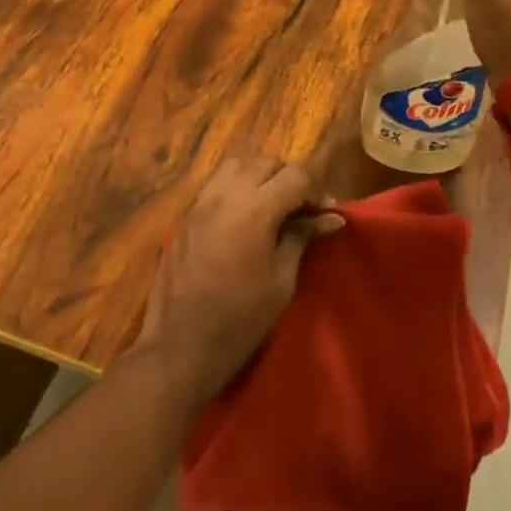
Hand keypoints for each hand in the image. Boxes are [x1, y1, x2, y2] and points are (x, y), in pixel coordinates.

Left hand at [136, 156, 343, 404]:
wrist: (179, 348)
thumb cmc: (239, 321)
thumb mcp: (281, 282)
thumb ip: (302, 239)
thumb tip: (331, 218)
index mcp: (255, 209)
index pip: (294, 176)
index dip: (316, 190)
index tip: (326, 214)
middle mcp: (225, 195)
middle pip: (265, 162)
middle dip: (288, 178)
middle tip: (301, 209)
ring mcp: (200, 203)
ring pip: (236, 165)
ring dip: (259, 175)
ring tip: (272, 205)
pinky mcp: (185, 216)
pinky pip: (215, 184)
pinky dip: (236, 186)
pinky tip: (244, 216)